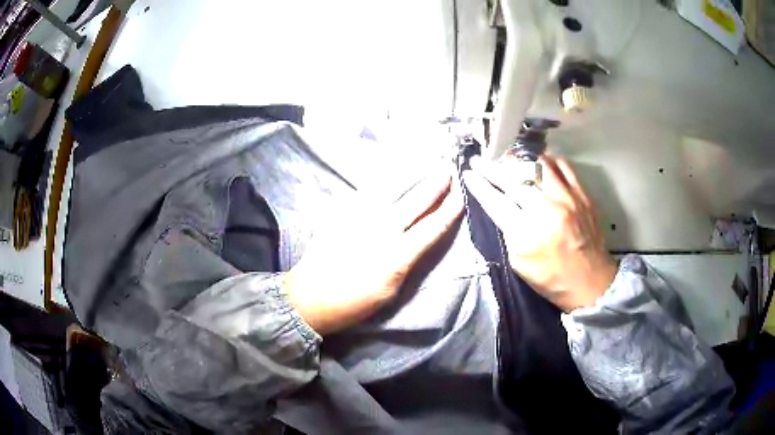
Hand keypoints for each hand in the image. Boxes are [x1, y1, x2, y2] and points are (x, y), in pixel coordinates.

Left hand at [283, 168, 463, 334]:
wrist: (309, 297)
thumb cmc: (352, 303)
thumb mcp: (390, 292)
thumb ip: (406, 263)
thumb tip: (416, 243)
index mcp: (397, 255)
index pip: (430, 228)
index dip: (449, 211)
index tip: (461, 195)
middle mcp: (381, 230)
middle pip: (414, 203)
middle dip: (434, 186)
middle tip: (448, 169)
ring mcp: (359, 219)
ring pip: (390, 192)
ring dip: (411, 179)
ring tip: (425, 166)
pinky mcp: (342, 215)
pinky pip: (367, 195)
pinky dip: (384, 185)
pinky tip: (390, 178)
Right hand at [463, 154, 616, 311]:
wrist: (590, 282)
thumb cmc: (551, 278)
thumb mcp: (519, 263)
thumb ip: (509, 232)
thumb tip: (501, 206)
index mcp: (526, 233)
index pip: (495, 200)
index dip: (478, 185)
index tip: (469, 174)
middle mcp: (546, 210)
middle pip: (513, 178)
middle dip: (491, 167)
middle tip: (480, 160)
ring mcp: (567, 198)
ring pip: (537, 164)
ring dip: (518, 159)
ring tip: (509, 158)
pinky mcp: (582, 194)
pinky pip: (563, 165)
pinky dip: (547, 160)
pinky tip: (539, 162)